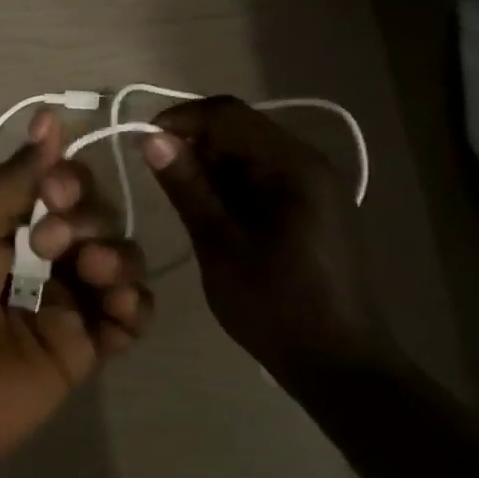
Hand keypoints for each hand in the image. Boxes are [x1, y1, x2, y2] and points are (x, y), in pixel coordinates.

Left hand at [0, 111, 153, 472]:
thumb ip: (13, 179)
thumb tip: (49, 119)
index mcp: (4, 227)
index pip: (61, 187)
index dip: (71, 181)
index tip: (57, 192)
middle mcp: (38, 260)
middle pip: (96, 220)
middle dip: (89, 219)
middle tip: (56, 242)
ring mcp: (63, 305)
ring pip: (119, 263)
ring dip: (117, 256)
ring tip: (92, 273)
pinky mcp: (83, 350)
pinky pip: (129, 318)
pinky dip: (135, 305)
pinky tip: (118, 304)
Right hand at [142, 96, 393, 390]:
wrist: (337, 362)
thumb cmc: (275, 305)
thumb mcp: (220, 244)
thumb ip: (188, 187)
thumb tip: (153, 140)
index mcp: (294, 166)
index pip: (228, 115)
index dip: (180, 120)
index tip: (141, 143)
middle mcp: (310, 164)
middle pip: (242, 130)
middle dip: (194, 143)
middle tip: (154, 174)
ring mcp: (315, 187)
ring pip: (250, 154)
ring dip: (210, 165)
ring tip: (176, 195)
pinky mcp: (312, 209)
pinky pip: (263, 179)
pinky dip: (230, 185)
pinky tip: (208, 211)